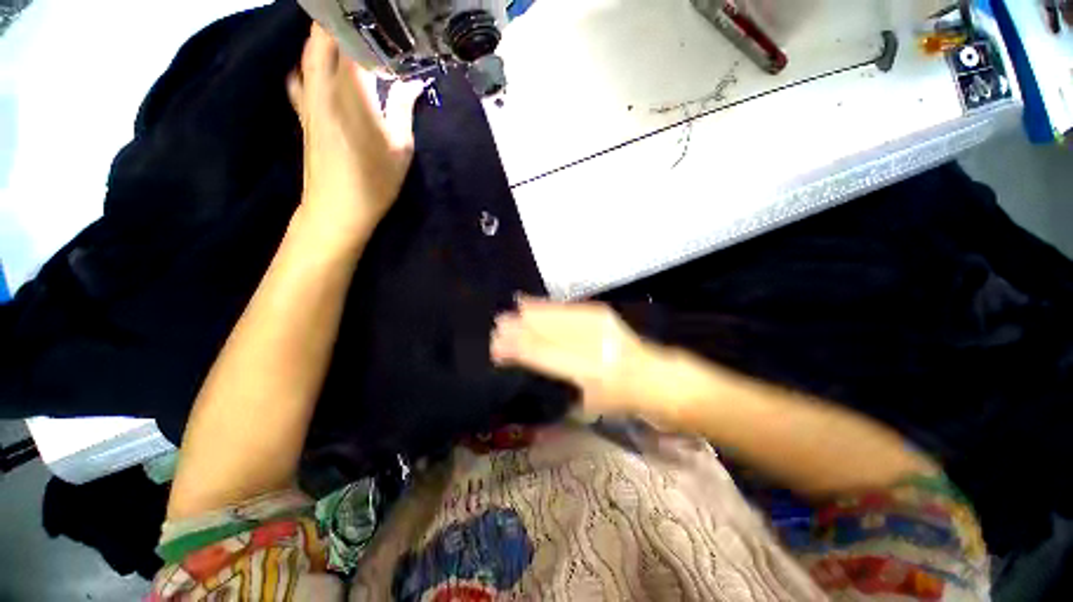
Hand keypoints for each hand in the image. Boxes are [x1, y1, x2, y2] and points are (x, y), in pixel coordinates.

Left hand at [287, 23, 425, 241]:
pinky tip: (322, 67)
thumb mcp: (401, 147)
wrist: (337, 208)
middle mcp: (324, 85)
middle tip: (365, 23)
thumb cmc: (376, 181)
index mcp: (352, 91)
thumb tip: (414, 82)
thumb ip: (405, 108)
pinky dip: (311, 63)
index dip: (362, 22)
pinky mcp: (303, 112)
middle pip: (323, 37)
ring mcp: (308, 97)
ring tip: (346, 37)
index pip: (350, 39)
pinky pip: (302, 75)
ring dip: (324, 38)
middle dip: (340, 23)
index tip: (380, 17)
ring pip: (309, 52)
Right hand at [491, 298, 681, 421]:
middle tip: (498, 326)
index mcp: (589, 374)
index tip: (498, 346)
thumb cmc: (620, 400)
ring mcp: (599, 327)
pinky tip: (531, 302)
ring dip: (532, 314)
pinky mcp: (601, 315)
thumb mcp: (588, 403)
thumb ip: (557, 381)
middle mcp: (593, 346)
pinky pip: (568, 308)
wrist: (654, 378)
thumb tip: (527, 361)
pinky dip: (547, 306)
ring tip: (511, 311)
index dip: (520, 350)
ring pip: (556, 317)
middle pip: (549, 334)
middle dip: (522, 329)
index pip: (545, 356)